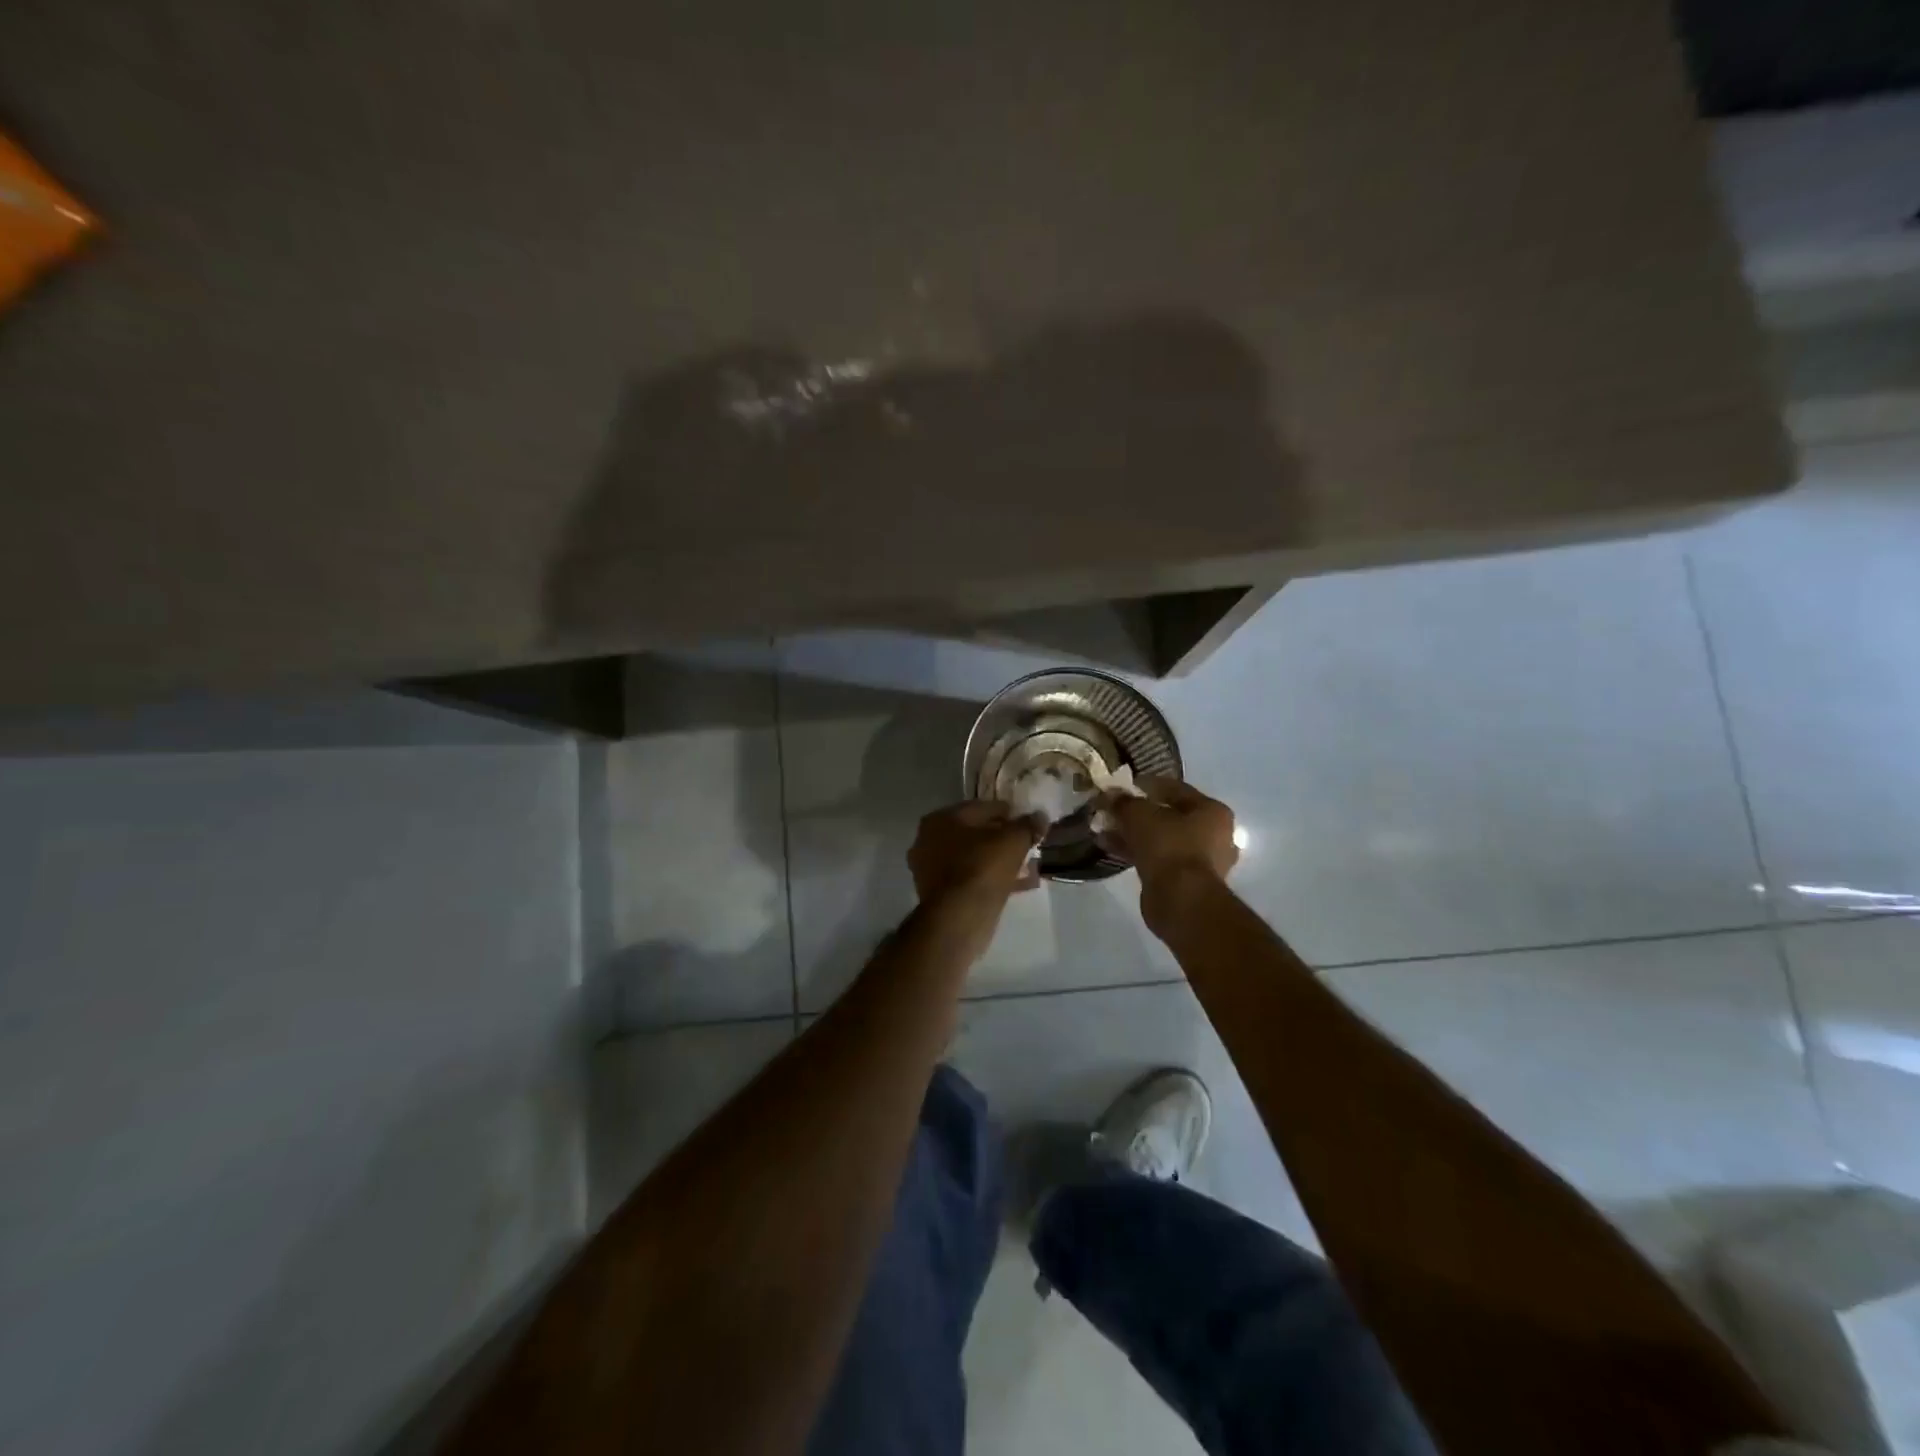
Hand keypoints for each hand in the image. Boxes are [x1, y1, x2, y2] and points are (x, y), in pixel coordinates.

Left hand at [908, 800, 1042, 905]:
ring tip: (1029, 865)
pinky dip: (993, 879)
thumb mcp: (1013, 840)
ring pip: (974, 858)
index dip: (1007, 812)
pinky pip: (972, 879)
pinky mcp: (940, 895)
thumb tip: (1040, 817)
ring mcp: (932, 870)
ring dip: (1000, 861)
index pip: (980, 808)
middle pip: (975, 834)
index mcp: (941, 819)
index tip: (1028, 821)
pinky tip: (1021, 884)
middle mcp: (929, 841)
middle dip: (1003, 839)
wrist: (959, 917)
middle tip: (1028, 843)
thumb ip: (1027, 825)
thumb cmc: (982, 867)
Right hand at [1100, 776, 1238, 886]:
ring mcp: (1201, 861)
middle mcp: (1213, 835)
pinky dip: (1135, 852)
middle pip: (1168, 816)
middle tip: (1111, 810)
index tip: (1123, 785)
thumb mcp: (1140, 815)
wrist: (1181, 900)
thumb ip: (1123, 802)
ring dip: (1132, 834)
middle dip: (1136, 813)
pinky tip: (1109, 848)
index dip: (1147, 784)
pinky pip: (1157, 859)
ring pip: (1160, 839)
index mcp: (1212, 811)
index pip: (1176, 789)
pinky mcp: (1185, 883)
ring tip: (1103, 829)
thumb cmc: (1168, 846)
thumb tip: (1109, 795)